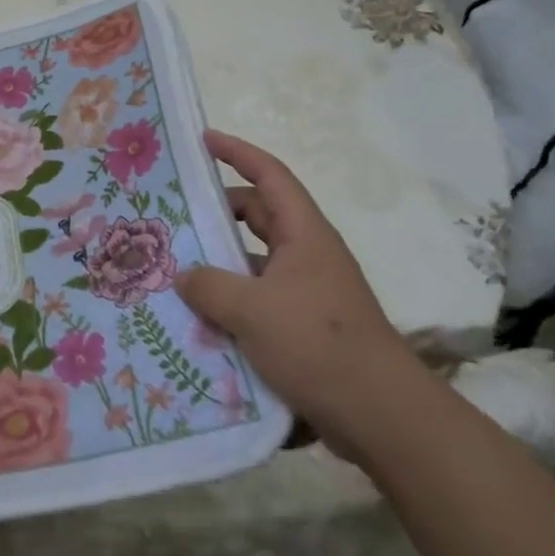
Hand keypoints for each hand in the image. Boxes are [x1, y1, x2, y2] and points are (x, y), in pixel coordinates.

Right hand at [176, 130, 428, 458]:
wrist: (380, 415)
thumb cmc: (317, 344)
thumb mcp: (252, 310)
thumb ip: (209, 286)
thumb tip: (185, 276)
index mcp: (304, 235)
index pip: (269, 175)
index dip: (237, 152)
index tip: (203, 140)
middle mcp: (307, 255)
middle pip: (258, 216)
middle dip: (219, 211)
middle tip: (175, 214)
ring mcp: (307, 292)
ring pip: (254, 261)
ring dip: (221, 262)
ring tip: (176, 267)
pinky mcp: (303, 327)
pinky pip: (258, 298)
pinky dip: (231, 300)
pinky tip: (199, 318)